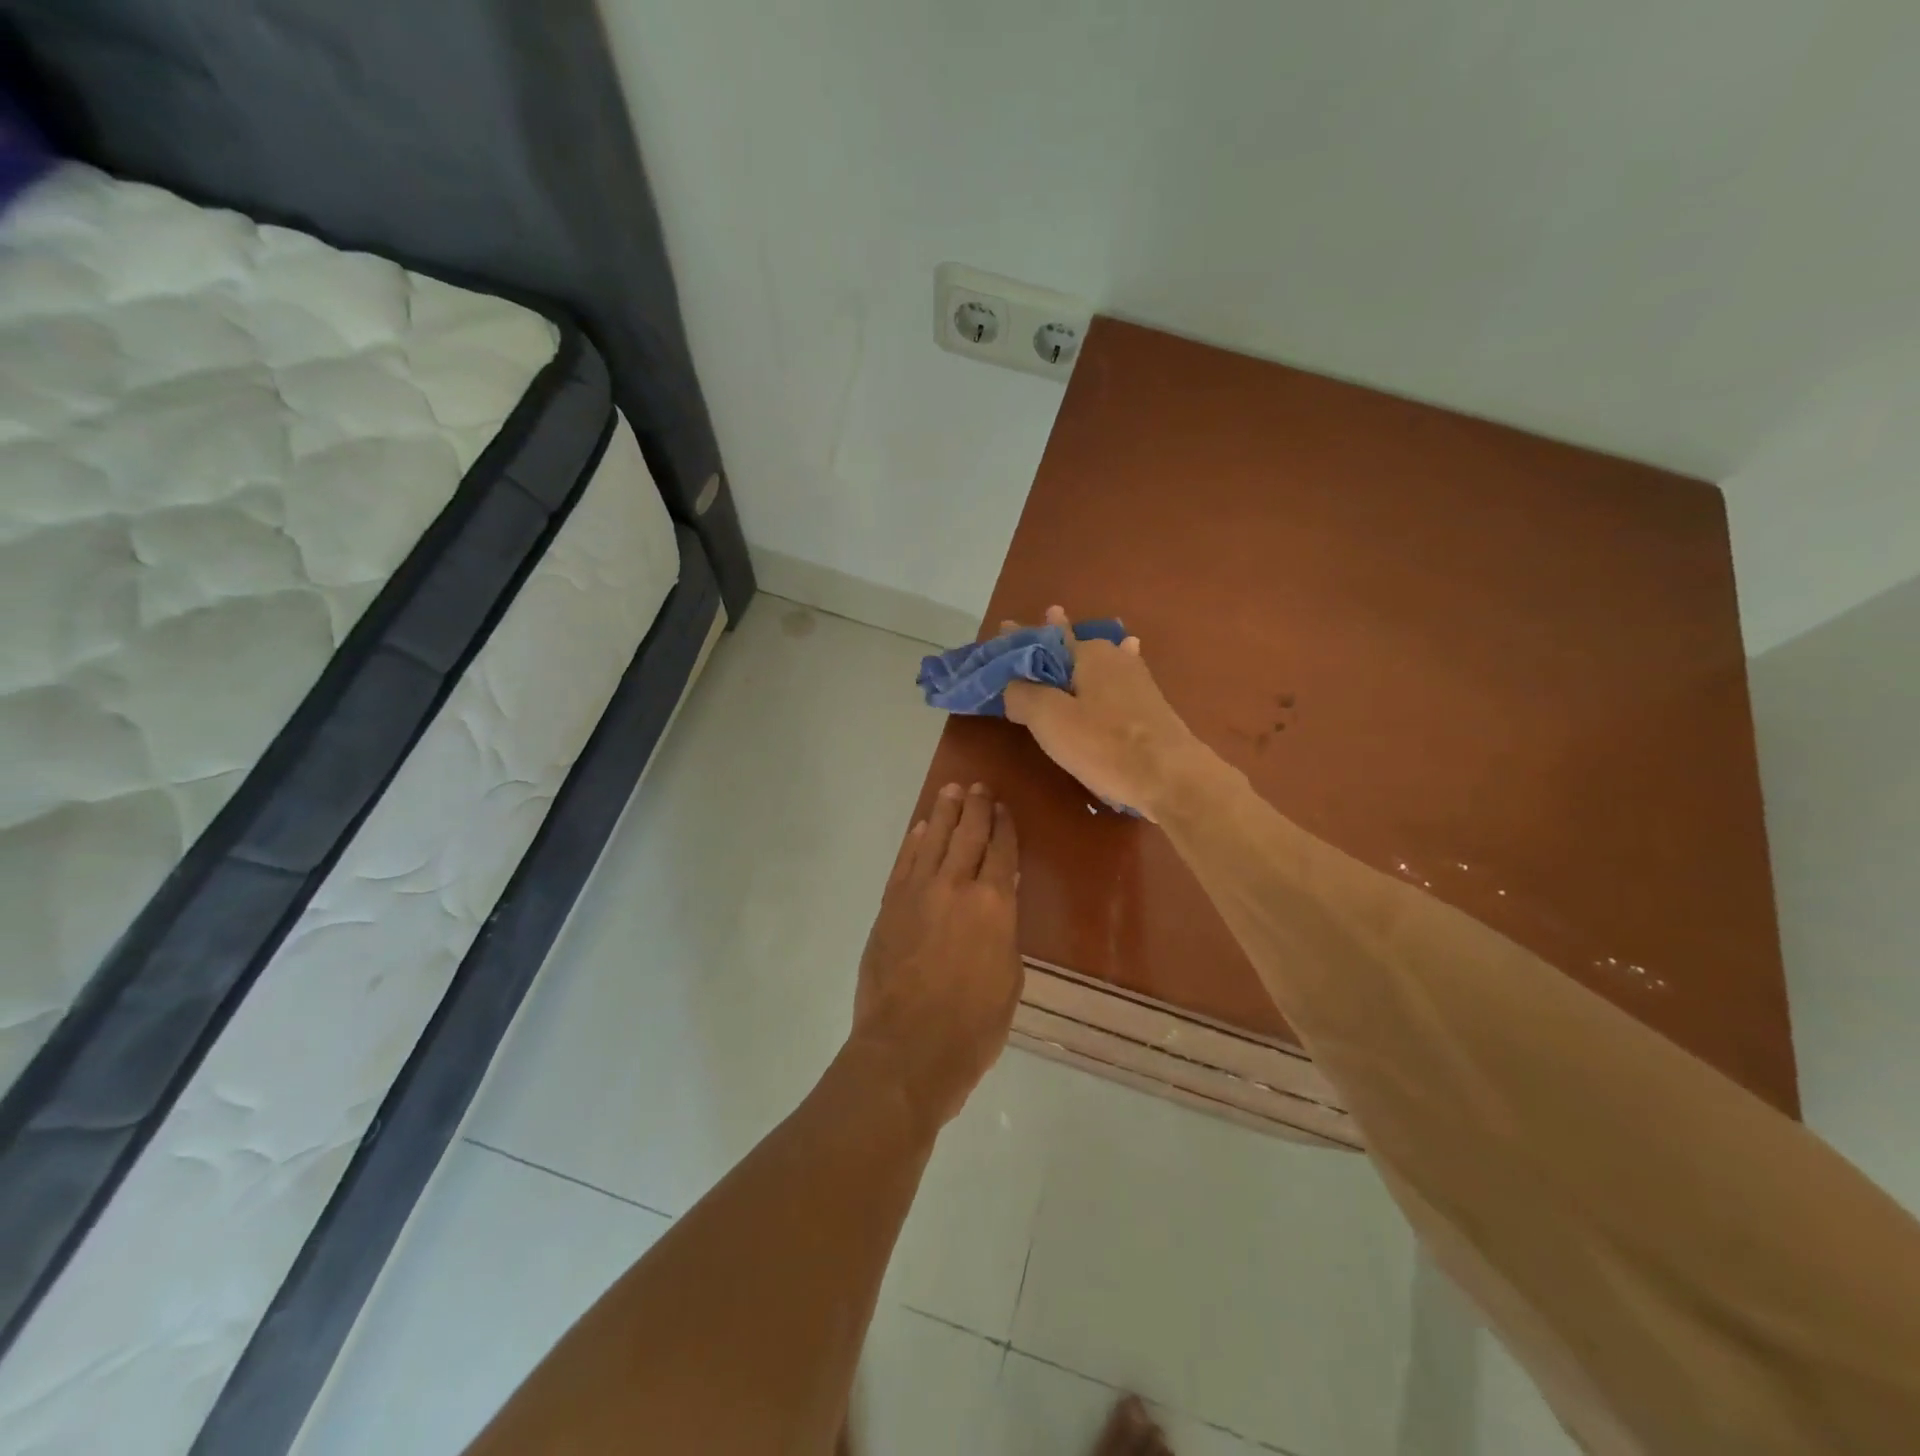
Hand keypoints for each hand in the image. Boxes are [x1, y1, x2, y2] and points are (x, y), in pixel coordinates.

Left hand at [849, 782, 1021, 1131]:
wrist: (908, 1048)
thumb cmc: (973, 1026)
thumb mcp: (1009, 978)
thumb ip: (1002, 934)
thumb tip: (995, 912)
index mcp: (994, 905)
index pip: (1002, 852)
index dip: (1004, 827)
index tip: (1004, 809)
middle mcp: (956, 886)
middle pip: (968, 835)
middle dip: (976, 808)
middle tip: (979, 787)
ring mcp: (917, 893)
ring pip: (933, 839)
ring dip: (944, 813)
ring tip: (951, 791)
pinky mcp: (889, 906)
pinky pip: (904, 863)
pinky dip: (914, 842)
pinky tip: (920, 830)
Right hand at [1002, 606, 1200, 821]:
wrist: (1172, 778)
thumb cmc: (1105, 745)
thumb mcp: (1050, 719)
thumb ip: (1023, 695)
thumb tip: (1011, 685)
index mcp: (1087, 652)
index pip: (1043, 638)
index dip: (1019, 639)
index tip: (1003, 628)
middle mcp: (1114, 656)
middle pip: (1070, 648)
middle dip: (1049, 645)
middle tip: (1027, 641)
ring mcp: (1136, 679)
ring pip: (1095, 663)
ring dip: (1076, 656)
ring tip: (1067, 639)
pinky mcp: (1148, 705)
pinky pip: (1114, 681)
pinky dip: (1102, 674)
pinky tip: (1121, 657)